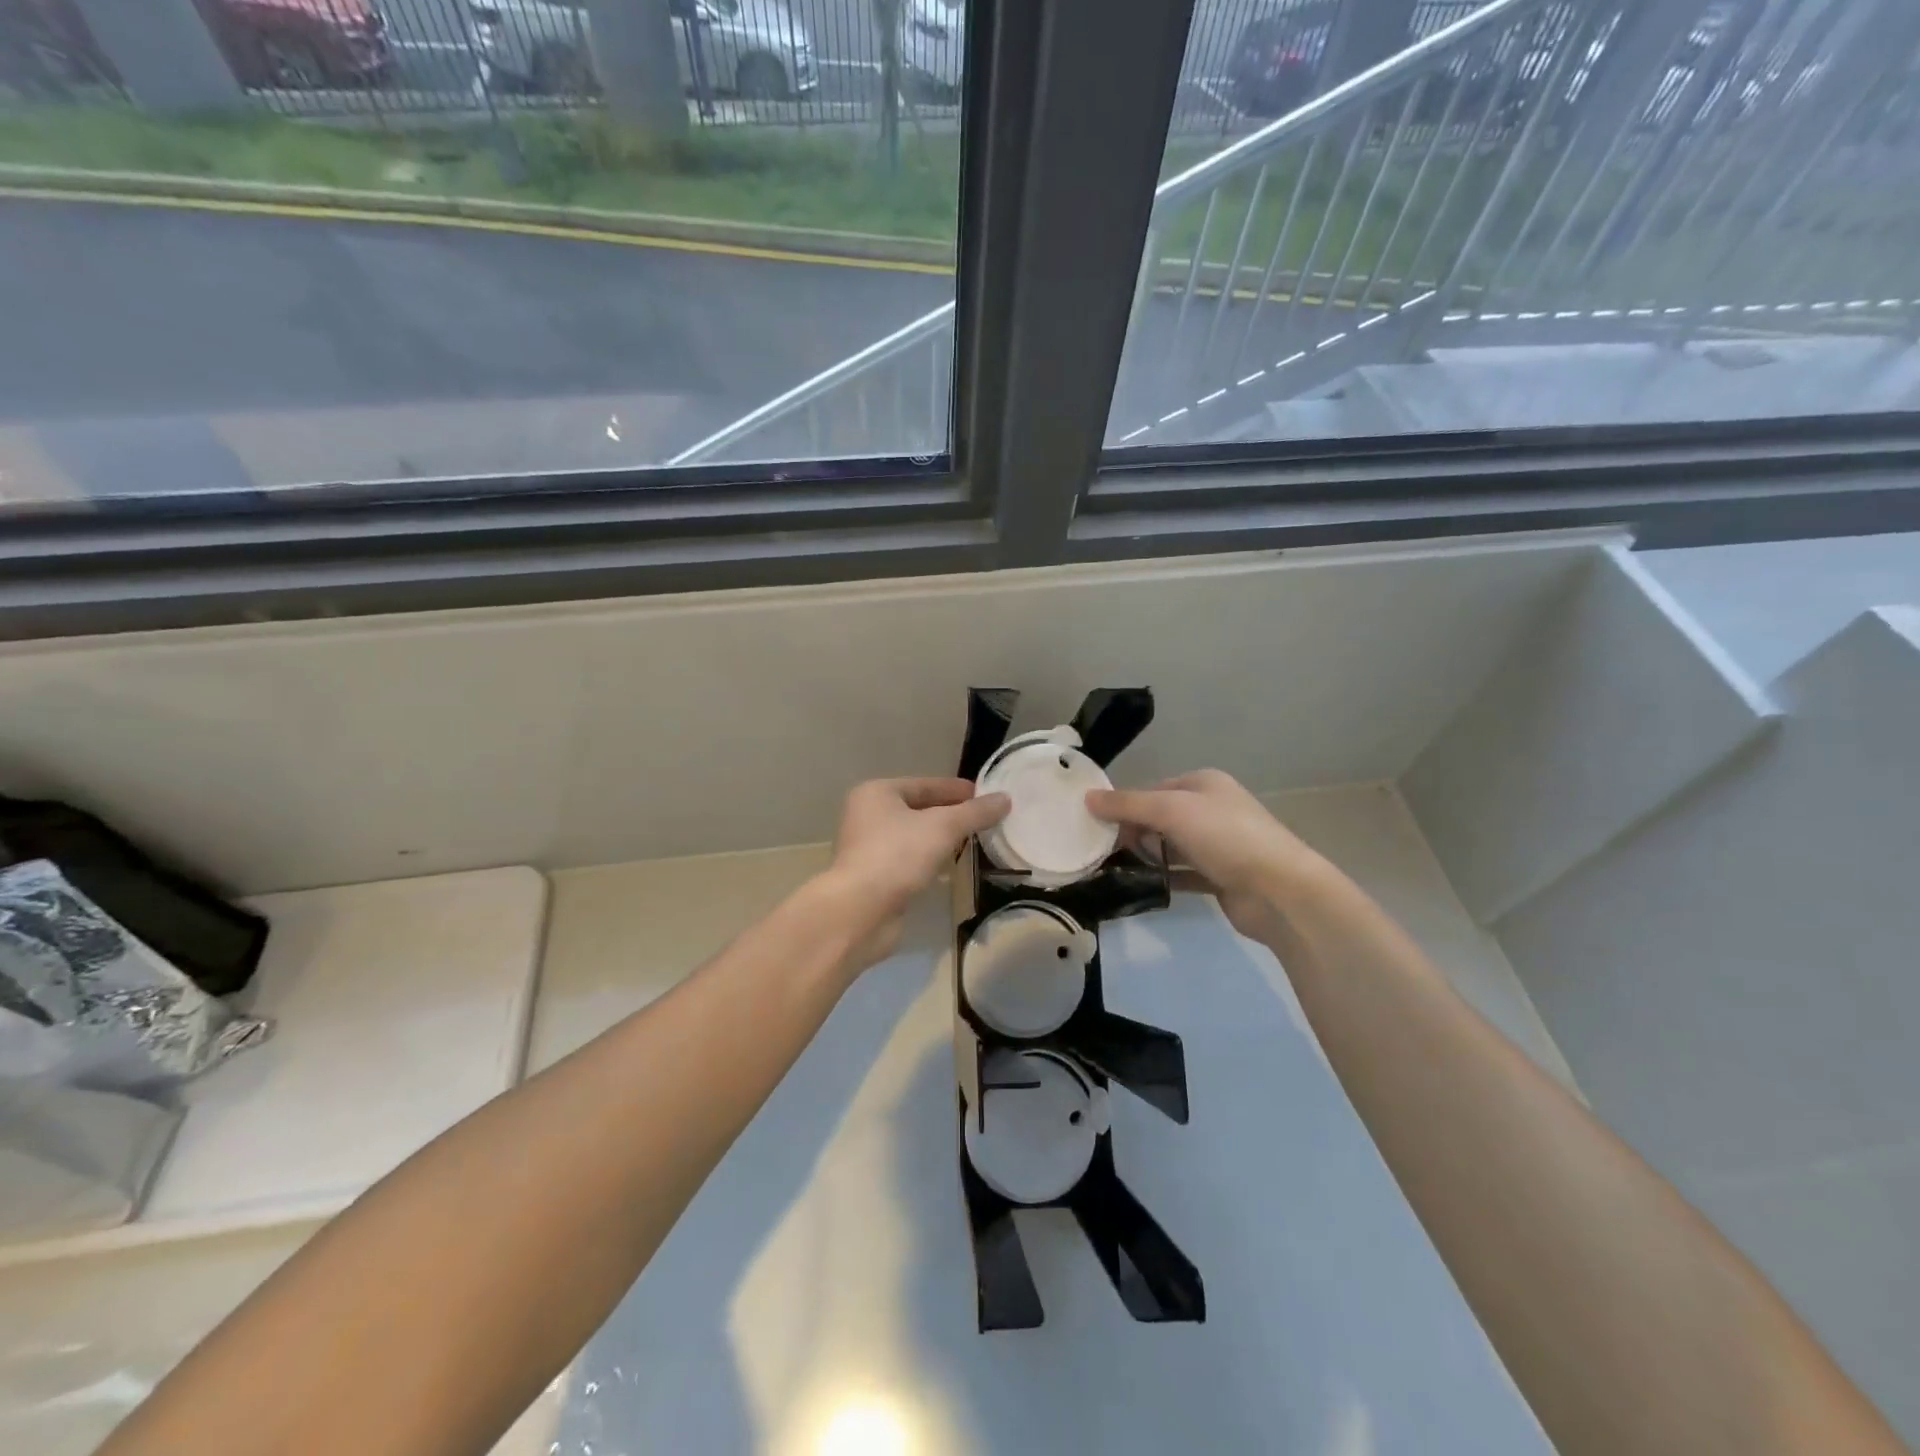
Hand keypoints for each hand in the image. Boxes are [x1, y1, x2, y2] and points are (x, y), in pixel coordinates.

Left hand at [819, 777, 1009, 967]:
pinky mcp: (874, 877)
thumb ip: (975, 812)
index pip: (924, 784)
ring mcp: (869, 848)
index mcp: (877, 793)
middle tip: (984, 819)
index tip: (986, 795)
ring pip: (914, 837)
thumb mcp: (943, 827)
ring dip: (940, 839)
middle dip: (951, 814)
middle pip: (918, 809)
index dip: (956, 789)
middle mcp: (868, 816)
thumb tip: (1005, 799)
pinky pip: (909, 861)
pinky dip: (929, 861)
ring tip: (973, 841)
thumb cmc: (898, 855)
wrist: (860, 911)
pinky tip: (950, 868)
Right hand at [1087, 769, 1331, 939]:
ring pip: (1170, 846)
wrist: (1279, 891)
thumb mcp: (1171, 810)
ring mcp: (1218, 845)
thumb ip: (1127, 804)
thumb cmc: (1225, 837)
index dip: (1125, 804)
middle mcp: (1212, 810)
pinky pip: (1182, 873)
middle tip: (1103, 849)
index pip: (1154, 788)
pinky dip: (1162, 876)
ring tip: (1113, 867)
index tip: (1096, 824)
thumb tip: (1087, 798)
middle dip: (1133, 831)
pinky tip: (1139, 885)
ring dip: (1146, 855)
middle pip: (1160, 817)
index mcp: (1204, 784)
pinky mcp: (1220, 878)